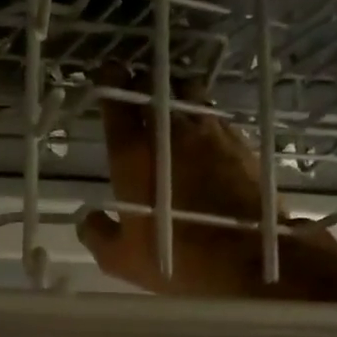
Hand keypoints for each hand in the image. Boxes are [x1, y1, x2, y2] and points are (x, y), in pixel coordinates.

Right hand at [75, 63, 336, 300]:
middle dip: (141, 84)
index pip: (116, 102)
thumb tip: (88, 218)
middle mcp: (171, 132)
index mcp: (133, 154)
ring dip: (175, 94)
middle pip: (153, 87)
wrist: (248, 261)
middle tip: (135, 91)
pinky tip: (203, 134)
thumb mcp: (120, 259)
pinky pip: (215, 117)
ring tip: (171, 106)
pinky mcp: (240, 143)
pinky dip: (204, 117)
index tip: (106, 75)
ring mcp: (210, 133)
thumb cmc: (175, 259)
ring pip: (189, 93)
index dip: (109, 82)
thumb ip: (97, 233)